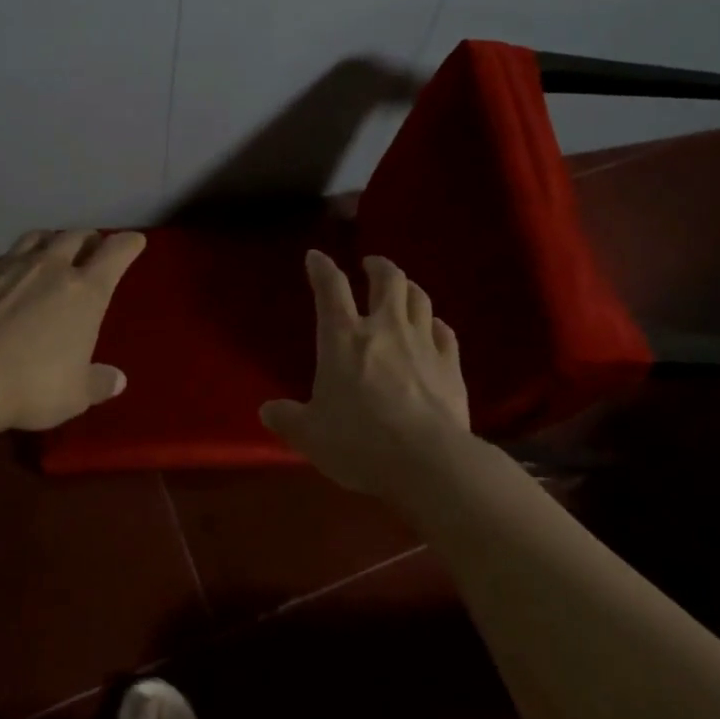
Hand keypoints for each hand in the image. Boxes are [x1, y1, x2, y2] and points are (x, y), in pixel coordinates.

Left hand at [0, 228, 145, 431]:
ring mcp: (8, 266)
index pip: (116, 253)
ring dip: (45, 239)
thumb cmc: (33, 386)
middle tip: (89, 247)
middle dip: (87, 239)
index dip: (128, 244)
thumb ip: (98, 383)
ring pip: (33, 238)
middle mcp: (51, 268)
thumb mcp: (76, 395)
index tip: (134, 242)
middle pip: (74, 237)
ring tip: (47, 246)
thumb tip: (118, 380)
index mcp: (86, 292)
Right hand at [259, 251, 471, 494]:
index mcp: (344, 338)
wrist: (428, 462)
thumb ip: (288, 419)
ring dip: (408, 288)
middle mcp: (385, 329)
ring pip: (419, 299)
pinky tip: (435, 328)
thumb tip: (267, 411)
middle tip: (371, 264)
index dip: (322, 268)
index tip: (316, 256)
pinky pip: (446, 332)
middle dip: (378, 266)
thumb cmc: (359, 443)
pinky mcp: (451, 366)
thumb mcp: (310, 435)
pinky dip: (436, 324)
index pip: (331, 288)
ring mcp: (423, 344)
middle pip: (388, 280)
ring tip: (402, 289)